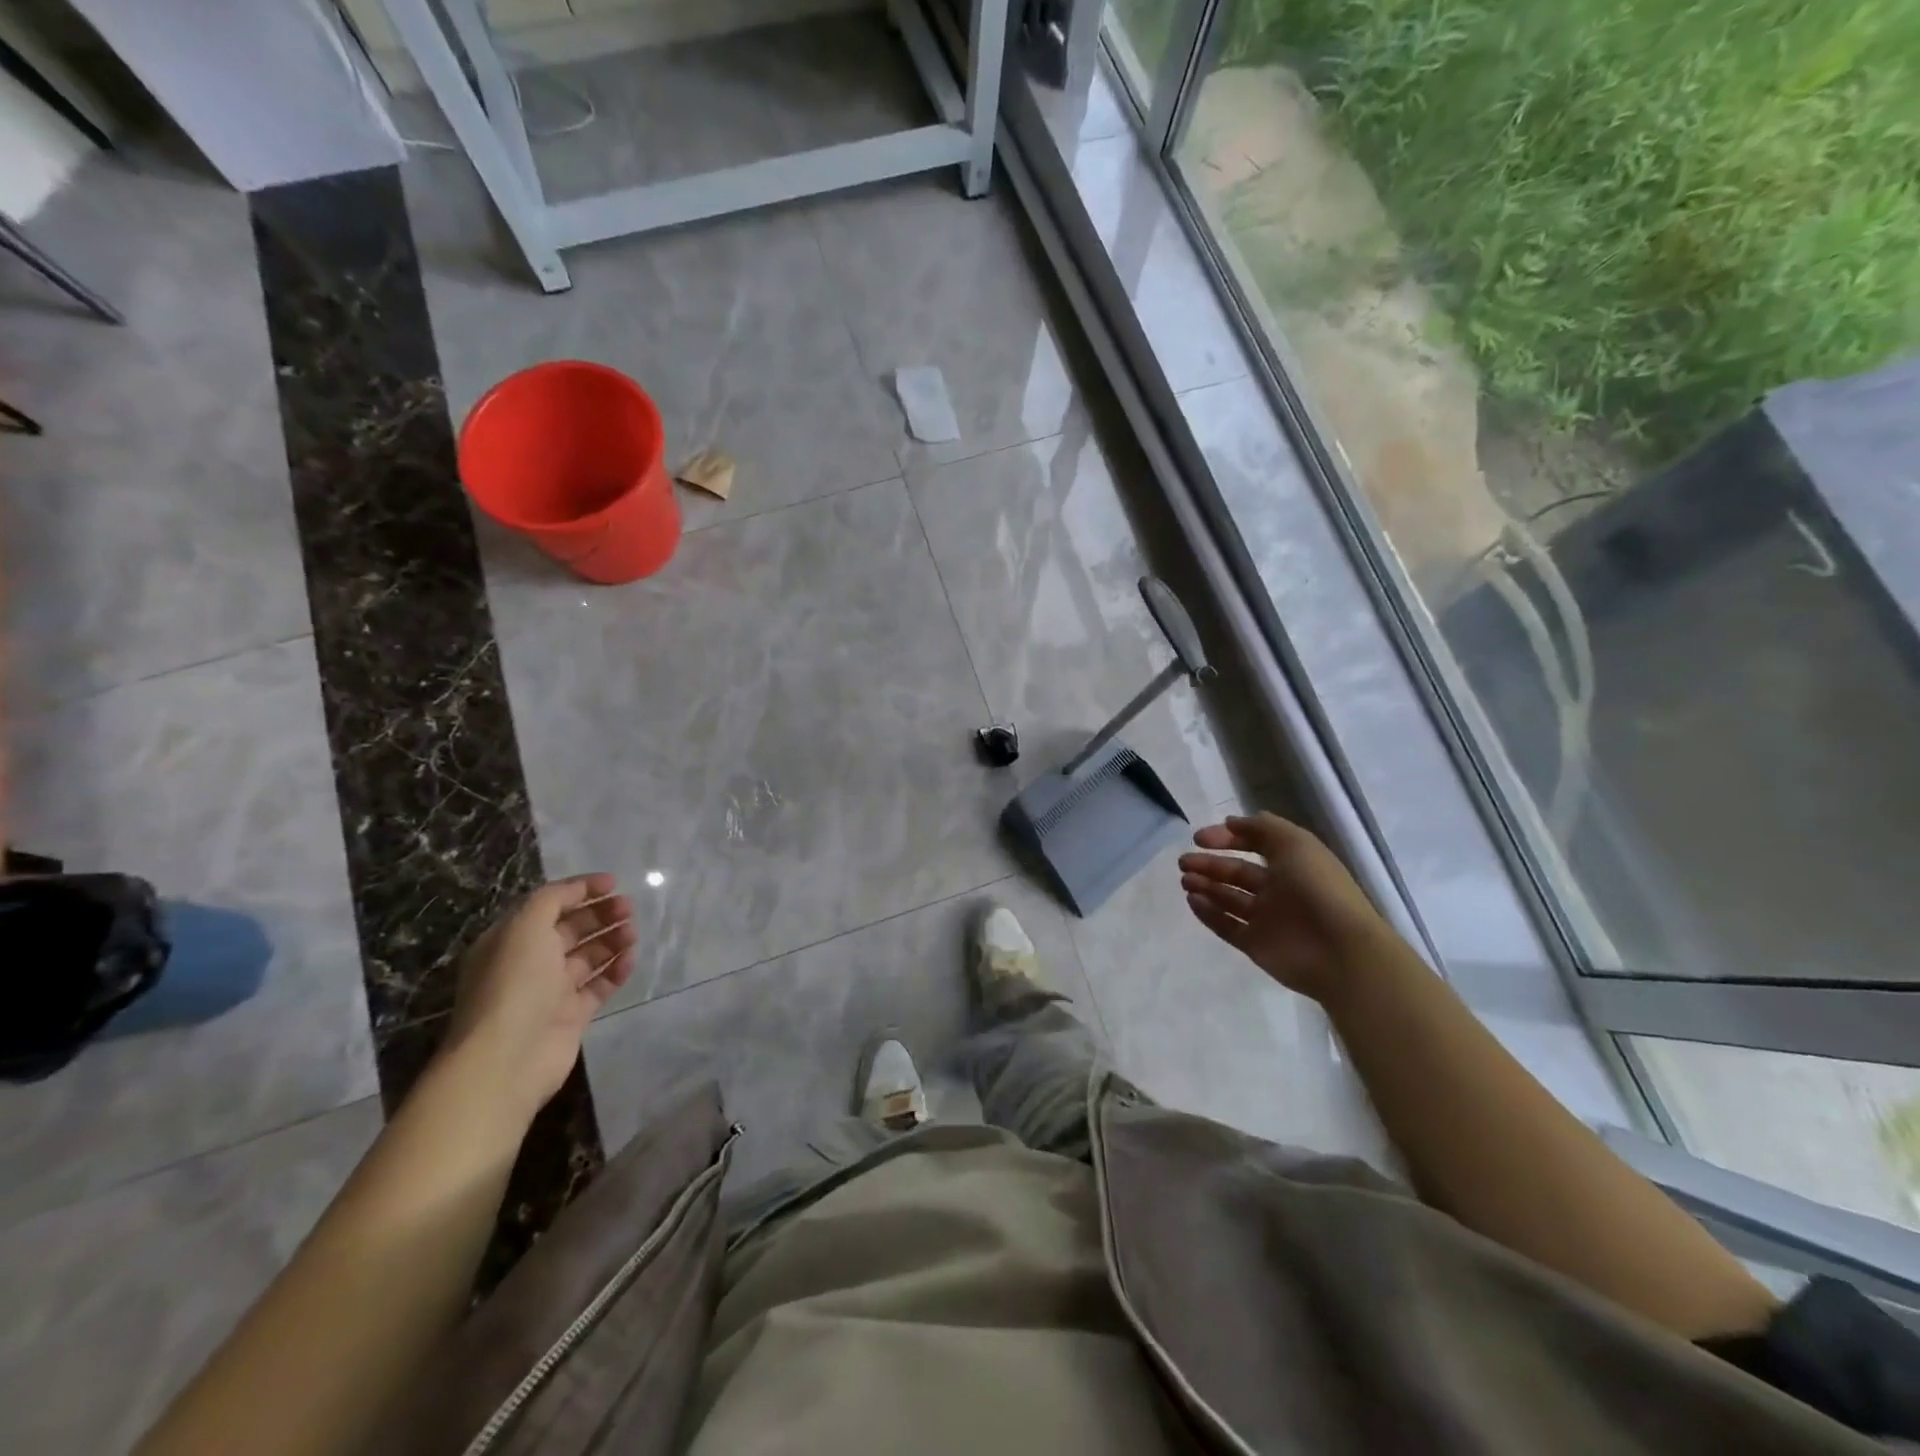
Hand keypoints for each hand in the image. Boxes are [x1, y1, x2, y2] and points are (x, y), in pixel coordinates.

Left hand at [439, 874, 636, 1122]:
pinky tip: (630, 959)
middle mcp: (529, 964)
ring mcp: (551, 992)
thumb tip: (578, 890)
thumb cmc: (514, 984)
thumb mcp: (525, 927)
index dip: (580, 891)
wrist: (508, 1057)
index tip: (613, 882)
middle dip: (600, 915)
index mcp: (511, 941)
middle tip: (628, 907)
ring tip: (633, 932)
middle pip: (571, 930)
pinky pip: (599, 985)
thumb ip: (552, 900)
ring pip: (588, 957)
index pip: (549, 906)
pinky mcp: (572, 1016)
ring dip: (611, 940)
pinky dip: (615, 970)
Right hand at [1178, 813, 1387, 1002]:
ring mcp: (1266, 918)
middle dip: (1209, 864)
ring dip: (1205, 887)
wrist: (1340, 951)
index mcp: (1291, 863)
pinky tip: (1192, 901)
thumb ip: (1262, 827)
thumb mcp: (1294, 842)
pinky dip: (1208, 913)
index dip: (1227, 838)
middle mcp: (1278, 888)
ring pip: (1228, 898)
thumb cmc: (1318, 889)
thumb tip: (1231, 822)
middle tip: (1184, 862)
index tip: (1199, 838)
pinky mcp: (1255, 944)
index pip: (1253, 844)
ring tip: (1185, 881)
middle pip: (1236, 873)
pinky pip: (1226, 926)